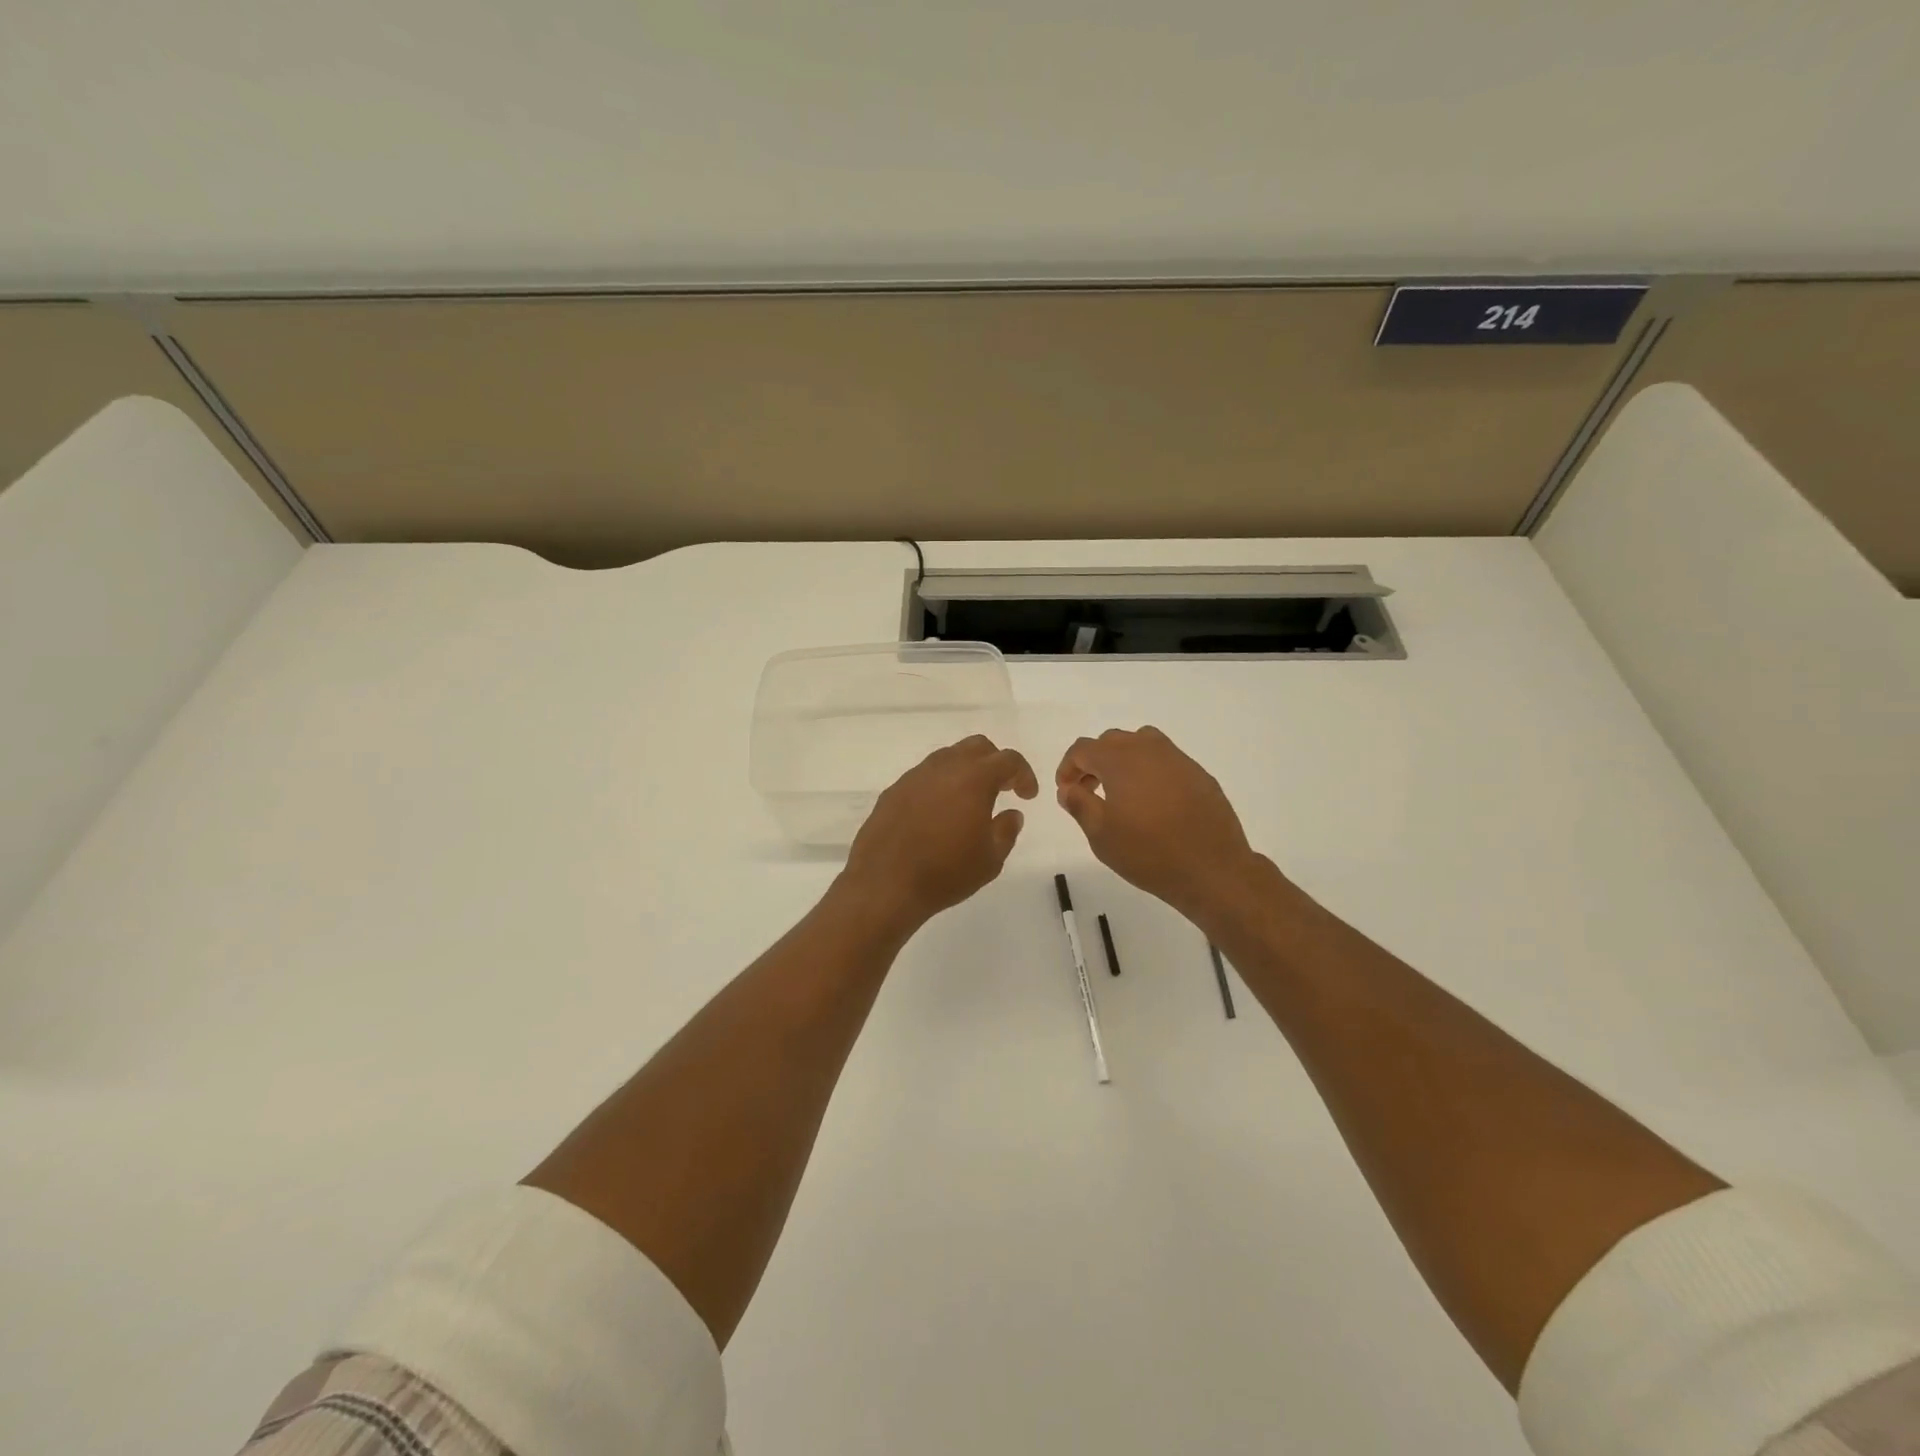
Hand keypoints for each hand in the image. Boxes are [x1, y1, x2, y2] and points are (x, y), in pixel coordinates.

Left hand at [838, 735, 1038, 935]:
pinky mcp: (893, 791)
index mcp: (974, 778)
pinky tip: (939, 813)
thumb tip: (1011, 814)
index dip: (1024, 774)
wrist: (884, 884)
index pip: (1008, 760)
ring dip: (965, 771)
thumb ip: (1006, 830)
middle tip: (1002, 789)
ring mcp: (914, 777)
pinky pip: (924, 776)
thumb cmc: (945, 872)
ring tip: (970, 801)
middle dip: (995, 763)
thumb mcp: (990, 859)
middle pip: (977, 747)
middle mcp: (943, 767)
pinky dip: (940, 785)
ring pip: (948, 757)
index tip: (1027, 796)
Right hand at [1055, 726, 1264, 924]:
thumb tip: (1068, 788)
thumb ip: (1079, 804)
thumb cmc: (1148, 852)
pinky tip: (1154, 803)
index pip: (1083, 748)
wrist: (1211, 869)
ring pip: (1142, 743)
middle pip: (1112, 741)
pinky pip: (1167, 761)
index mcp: (1120, 760)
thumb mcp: (1101, 835)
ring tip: (1122, 792)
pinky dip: (1151, 771)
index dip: (1068, 766)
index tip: (1066, 790)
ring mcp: (1178, 759)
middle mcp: (1148, 750)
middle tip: (1089, 791)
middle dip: (1094, 762)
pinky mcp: (1199, 774)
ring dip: (1124, 760)